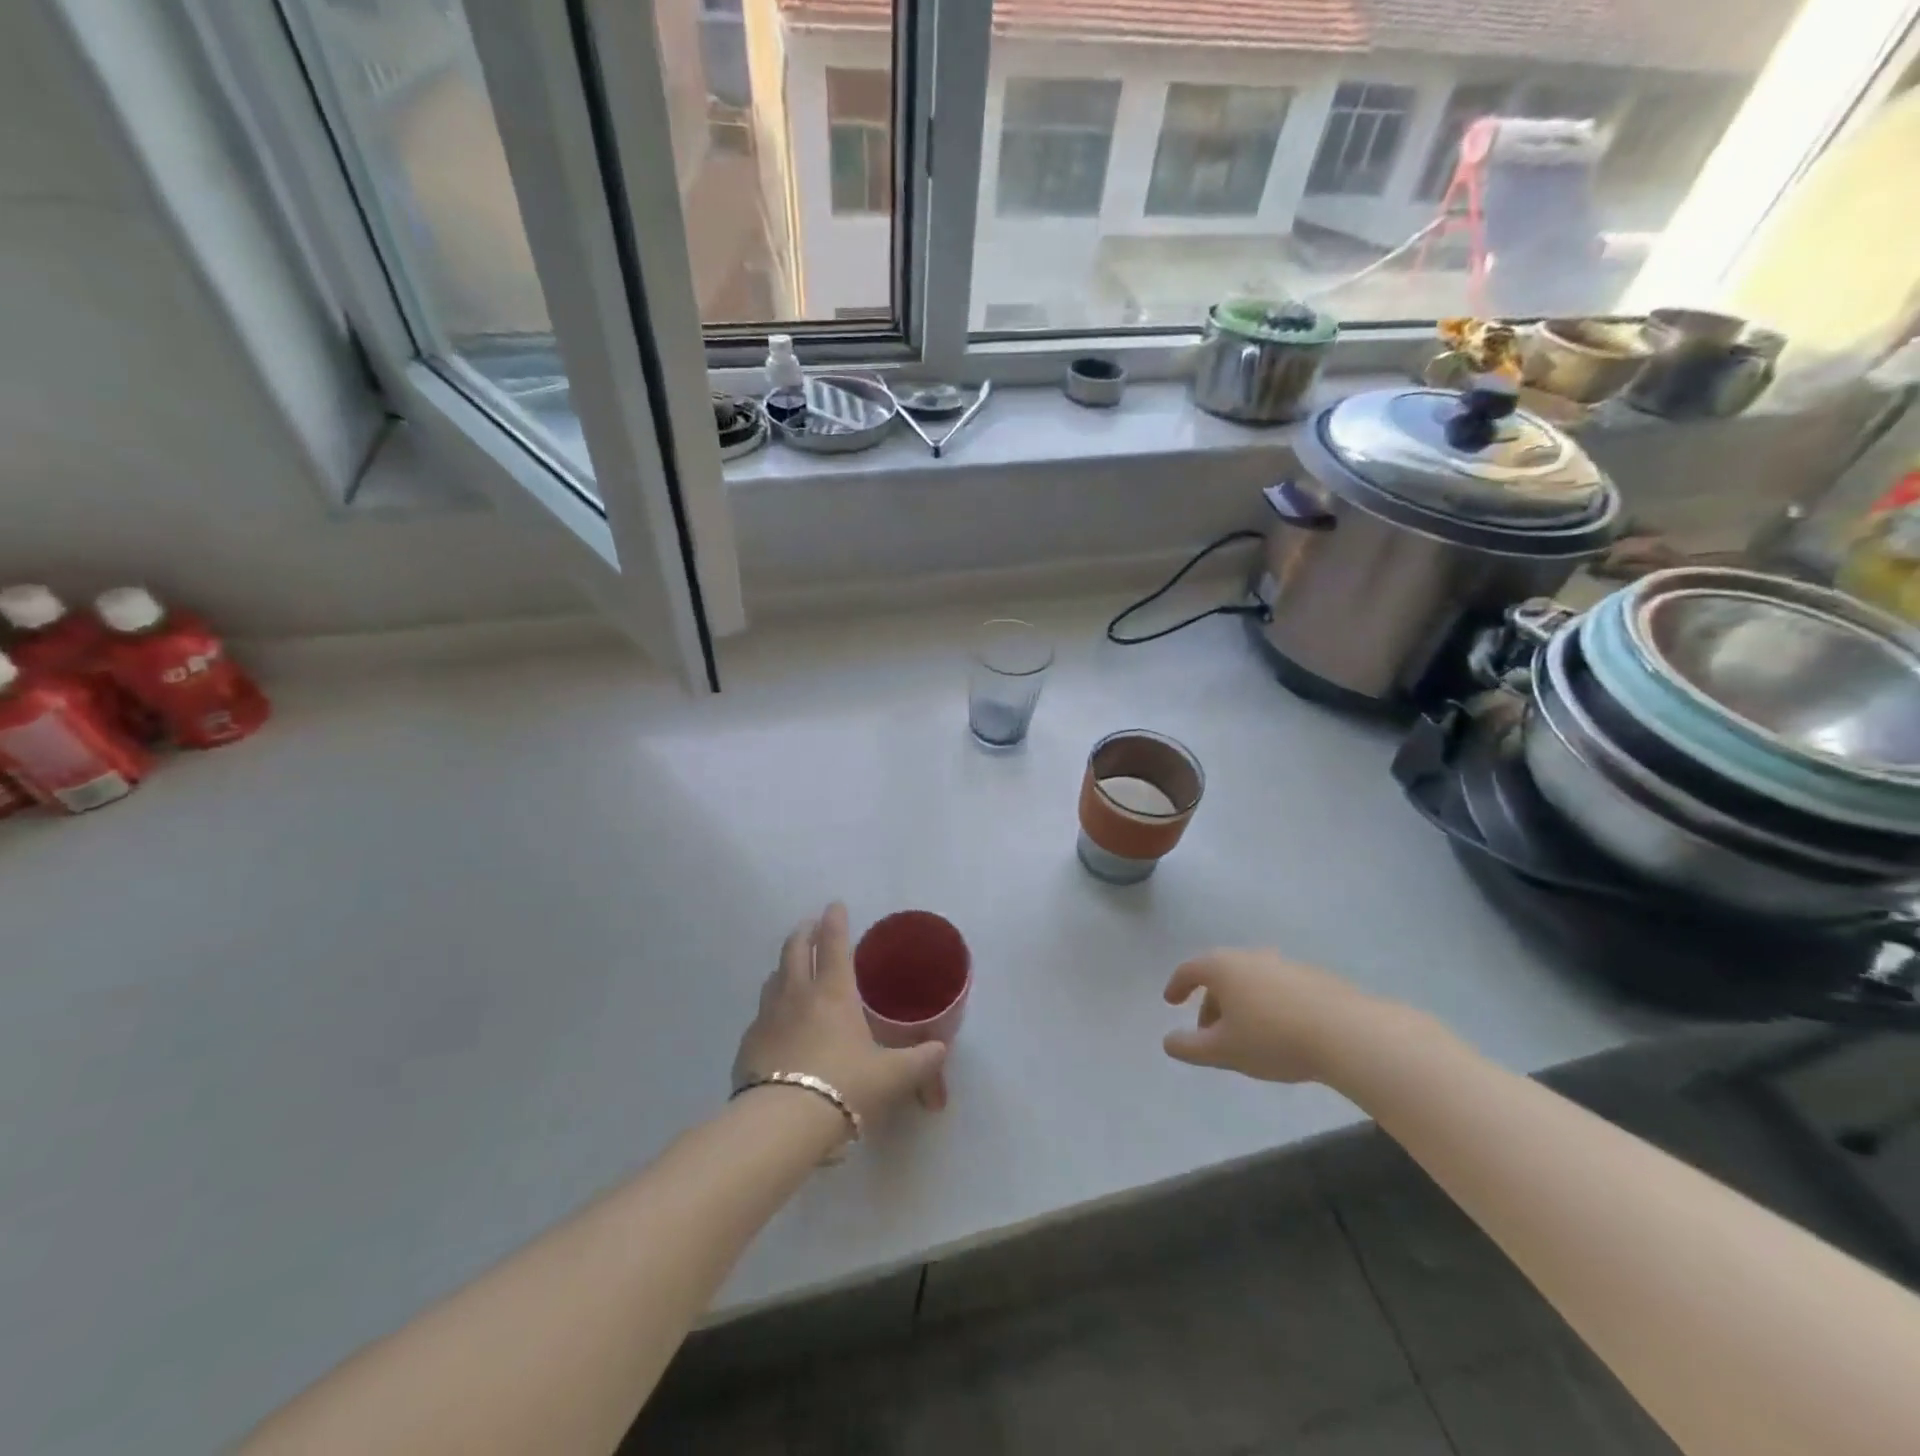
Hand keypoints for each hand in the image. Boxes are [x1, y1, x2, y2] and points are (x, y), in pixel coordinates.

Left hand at [734, 903, 949, 1123]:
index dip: (835, 921)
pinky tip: (776, 1021)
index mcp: (834, 992)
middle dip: (804, 932)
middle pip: (795, 949)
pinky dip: (771, 1006)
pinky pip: (761, 1013)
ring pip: (774, 977)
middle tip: (810, 925)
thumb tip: (941, 1050)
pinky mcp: (748, 1043)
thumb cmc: (844, 1087)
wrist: (781, 1123)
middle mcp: (797, 994)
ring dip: (784, 965)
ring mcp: (768, 1017)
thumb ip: (919, 1061)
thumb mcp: (891, 1077)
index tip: (835, 905)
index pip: (834, 944)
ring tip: (792, 967)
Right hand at [1162, 949, 1408, 1085]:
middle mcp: (1251, 957)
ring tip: (1246, 1037)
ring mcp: (1284, 964)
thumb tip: (1168, 1042)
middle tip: (1209, 1033)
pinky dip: (1267, 1005)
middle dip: (1210, 1003)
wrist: (1347, 1033)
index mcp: (1223, 967)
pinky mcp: (1313, 978)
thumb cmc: (1273, 1038)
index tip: (1171, 1001)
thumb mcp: (1223, 1051)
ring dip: (1240, 1005)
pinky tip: (1280, 1033)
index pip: (1189, 970)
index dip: (1176, 985)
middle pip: (1220, 975)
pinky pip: (1277, 988)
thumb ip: (1189, 1047)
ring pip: (1250, 982)